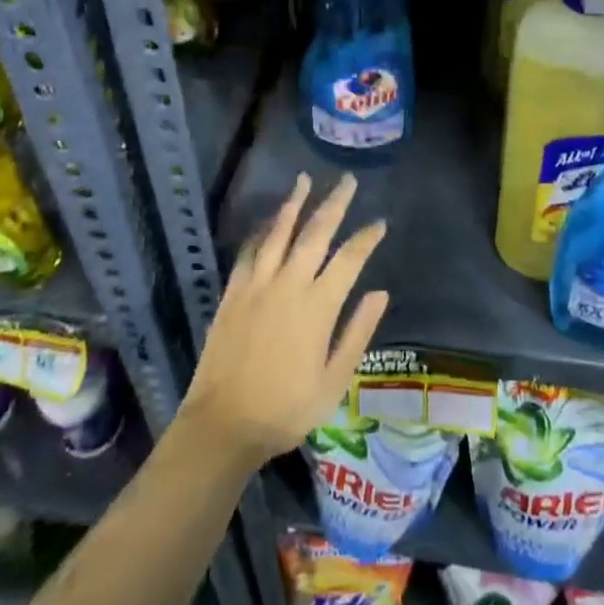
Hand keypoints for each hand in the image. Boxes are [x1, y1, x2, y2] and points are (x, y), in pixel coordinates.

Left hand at [177, 173, 388, 467]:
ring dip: (294, 204)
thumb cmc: (286, 409)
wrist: (223, 424)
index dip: (366, 238)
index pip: (349, 259)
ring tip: (305, 180)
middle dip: (334, 204)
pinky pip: (249, 251)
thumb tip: (380, 293)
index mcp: (318, 306)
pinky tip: (268, 221)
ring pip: (279, 232)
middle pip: (315, 233)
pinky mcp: (233, 292)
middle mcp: (289, 284)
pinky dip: (262, 231)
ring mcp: (257, 284)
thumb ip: (357, 333)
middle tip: (347, 181)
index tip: (379, 223)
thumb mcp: (334, 381)